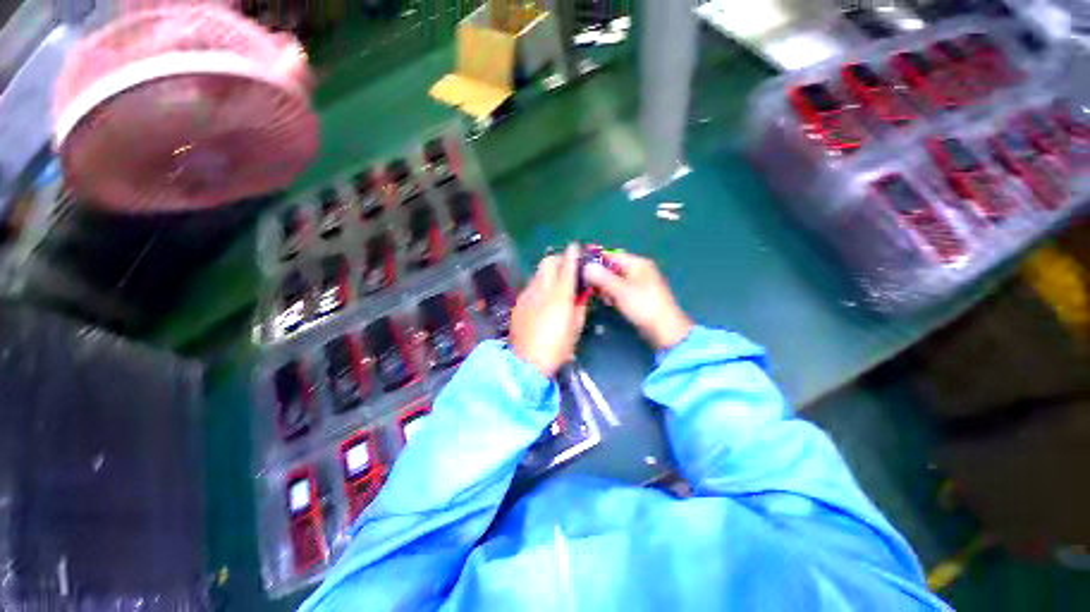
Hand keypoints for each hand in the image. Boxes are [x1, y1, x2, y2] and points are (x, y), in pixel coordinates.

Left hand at [510, 245, 587, 376]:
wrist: (527, 363)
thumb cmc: (558, 347)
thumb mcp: (576, 327)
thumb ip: (581, 305)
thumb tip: (582, 292)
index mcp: (560, 295)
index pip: (568, 266)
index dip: (573, 254)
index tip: (576, 247)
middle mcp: (542, 289)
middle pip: (548, 261)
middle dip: (558, 259)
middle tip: (566, 268)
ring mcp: (527, 294)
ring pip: (537, 273)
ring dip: (548, 273)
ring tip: (554, 284)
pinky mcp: (518, 303)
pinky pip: (530, 286)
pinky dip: (539, 286)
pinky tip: (542, 299)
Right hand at [584, 251, 692, 350]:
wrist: (665, 330)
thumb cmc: (643, 306)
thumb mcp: (620, 290)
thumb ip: (601, 277)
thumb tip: (585, 266)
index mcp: (637, 263)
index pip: (611, 255)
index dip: (595, 260)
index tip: (580, 268)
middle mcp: (639, 270)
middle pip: (612, 268)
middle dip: (599, 277)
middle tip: (588, 286)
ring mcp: (639, 284)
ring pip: (615, 281)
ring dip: (605, 287)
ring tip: (601, 297)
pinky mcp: (638, 297)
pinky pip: (620, 291)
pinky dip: (613, 295)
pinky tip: (608, 303)